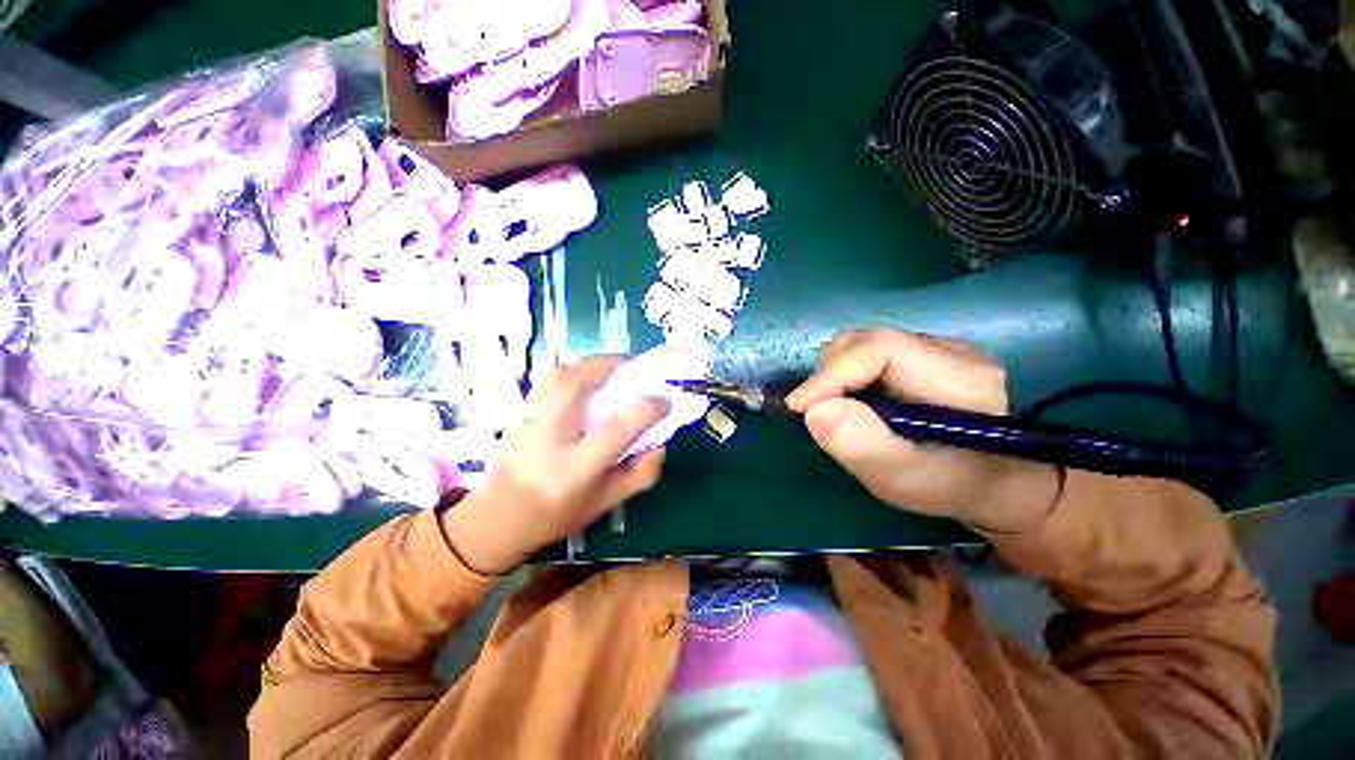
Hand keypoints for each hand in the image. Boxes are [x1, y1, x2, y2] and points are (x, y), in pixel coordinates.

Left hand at [442, 357, 669, 573]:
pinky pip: (546, 379)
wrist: (499, 519)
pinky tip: (585, 380)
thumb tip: (661, 443)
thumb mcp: (607, 503)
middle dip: (609, 367)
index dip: (645, 410)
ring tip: (610, 370)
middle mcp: (546, 441)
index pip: (614, 432)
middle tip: (632, 367)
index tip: (665, 399)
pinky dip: (572, 370)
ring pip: (557, 376)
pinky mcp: (516, 412)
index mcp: (573, 471)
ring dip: (589, 364)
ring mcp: (526, 422)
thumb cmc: (559, 515)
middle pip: (575, 386)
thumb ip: (641, 474)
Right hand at [785, 329, 1061, 532]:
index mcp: (960, 376)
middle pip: (866, 341)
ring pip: (862, 344)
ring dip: (836, 375)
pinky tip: (857, 402)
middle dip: (829, 375)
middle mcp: (950, 348)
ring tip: (842, 412)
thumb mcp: (908, 480)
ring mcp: (936, 346)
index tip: (799, 408)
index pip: (879, 349)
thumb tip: (814, 410)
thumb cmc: (954, 486)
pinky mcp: (922, 352)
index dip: (831, 374)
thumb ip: (864, 447)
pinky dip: (847, 375)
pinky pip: (868, 353)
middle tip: (819, 414)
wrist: (996, 480)